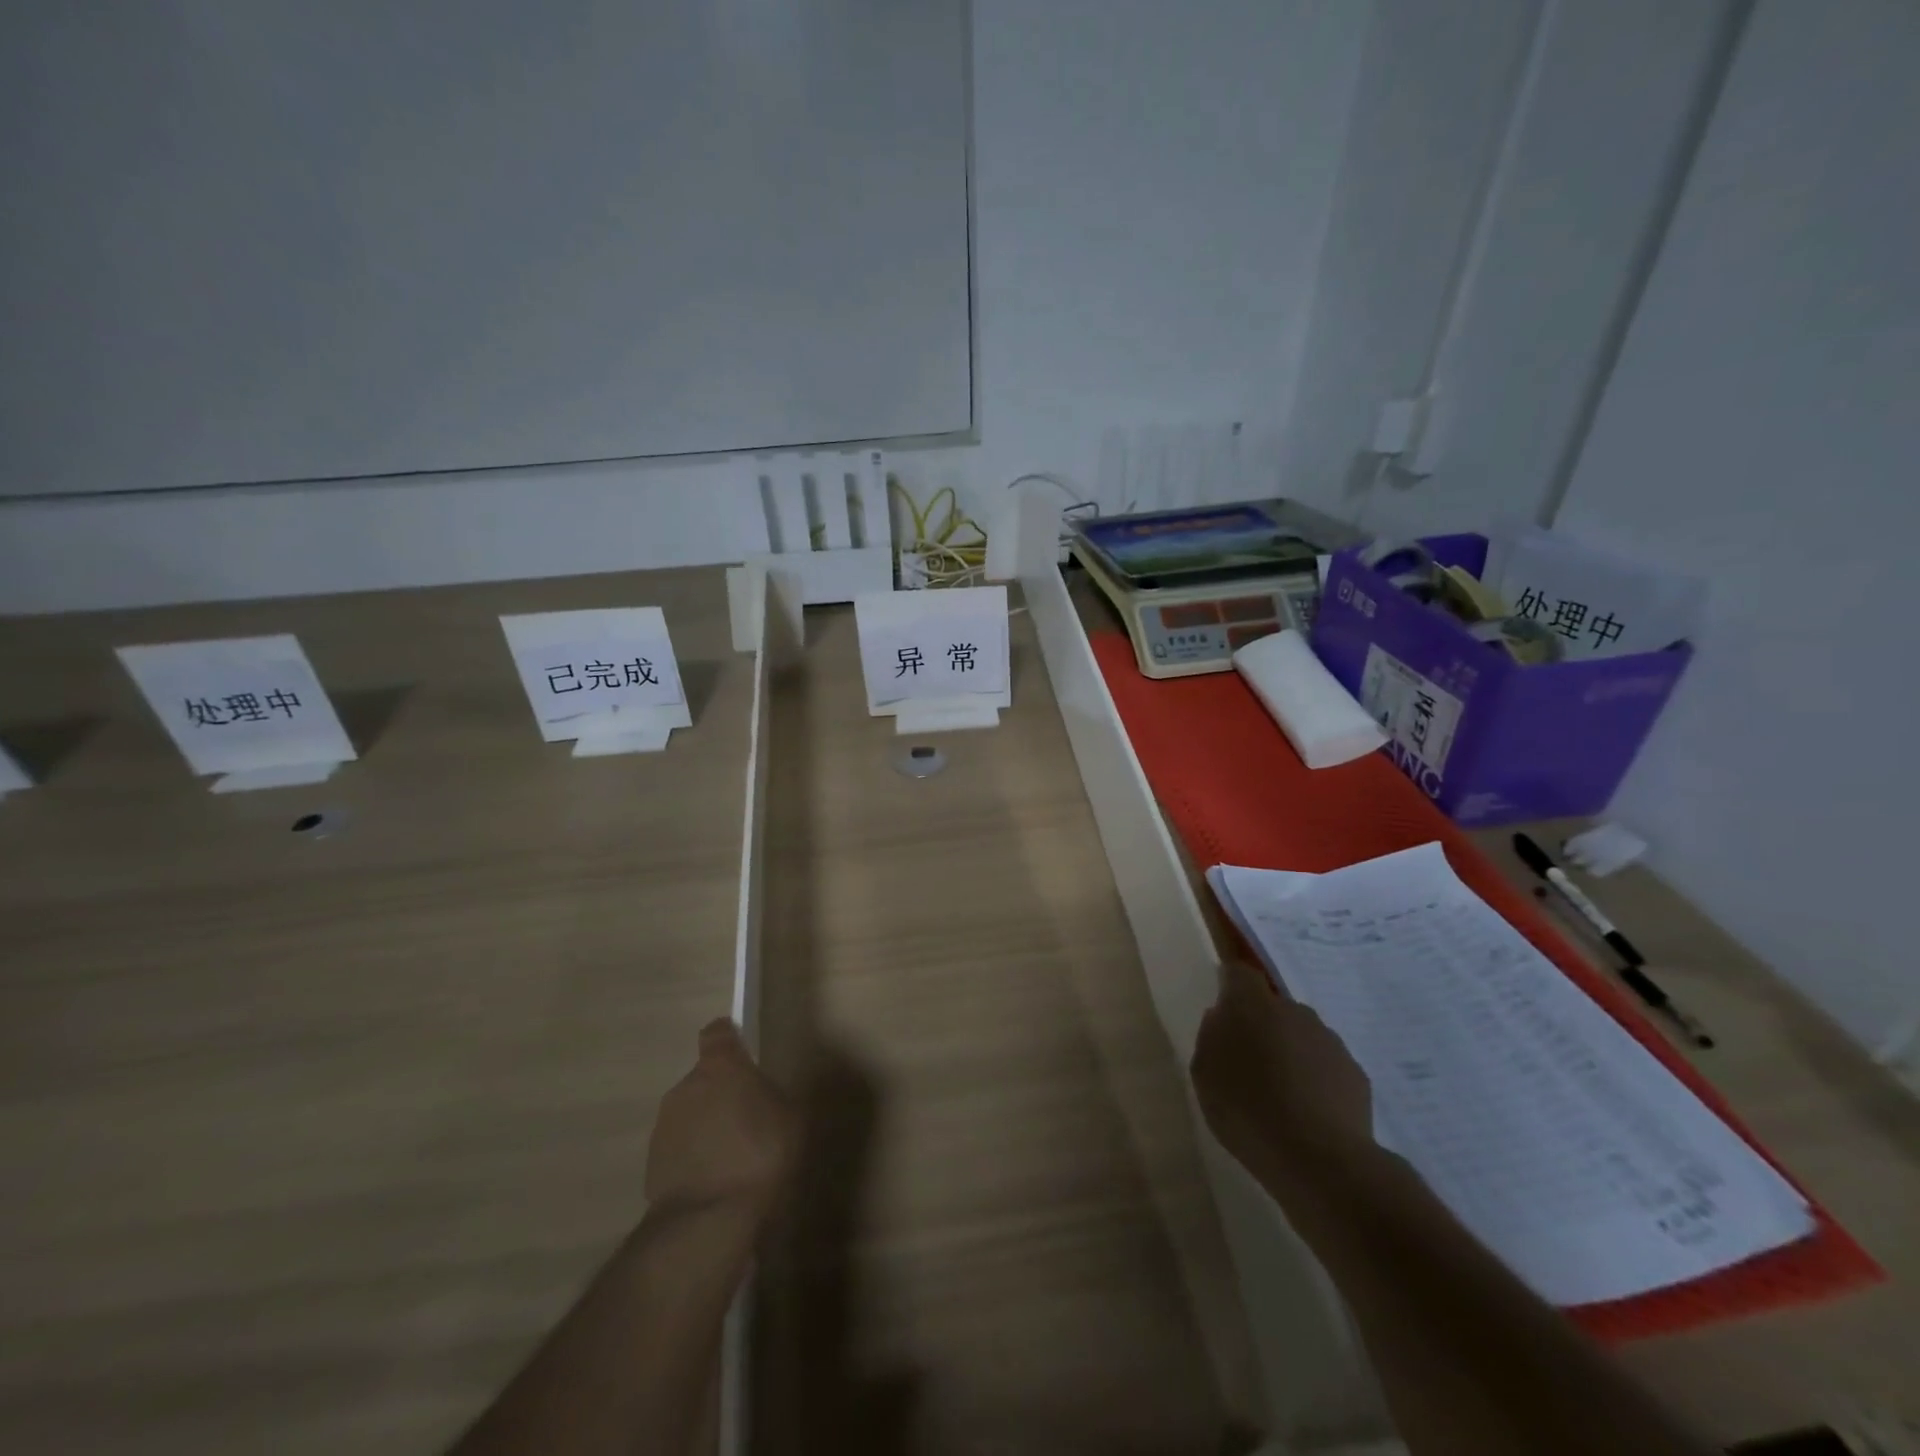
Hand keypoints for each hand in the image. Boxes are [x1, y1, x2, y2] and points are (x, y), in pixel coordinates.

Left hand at [645, 1019, 797, 1216]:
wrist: (709, 1221)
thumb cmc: (760, 1154)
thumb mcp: (790, 1117)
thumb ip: (772, 1096)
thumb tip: (761, 1096)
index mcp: (720, 1067)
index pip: (717, 1033)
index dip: (727, 1038)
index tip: (739, 1048)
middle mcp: (686, 1087)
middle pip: (704, 1078)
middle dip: (721, 1093)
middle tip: (747, 1118)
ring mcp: (664, 1126)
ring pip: (690, 1114)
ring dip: (706, 1126)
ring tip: (731, 1157)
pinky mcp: (651, 1165)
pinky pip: (679, 1149)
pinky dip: (694, 1157)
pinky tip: (715, 1182)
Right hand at [1190, 957, 1375, 1202]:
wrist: (1320, 1160)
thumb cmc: (1247, 1109)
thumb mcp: (1204, 1073)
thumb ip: (1211, 1037)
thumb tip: (1223, 1019)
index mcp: (1252, 1004)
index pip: (1239, 973)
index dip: (1231, 985)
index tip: (1223, 1008)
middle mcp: (1294, 1011)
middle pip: (1273, 1007)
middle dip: (1261, 1026)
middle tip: (1248, 1063)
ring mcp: (1329, 1041)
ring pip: (1302, 1036)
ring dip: (1290, 1053)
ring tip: (1280, 1096)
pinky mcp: (1355, 1074)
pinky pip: (1326, 1067)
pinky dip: (1316, 1081)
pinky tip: (1307, 1115)